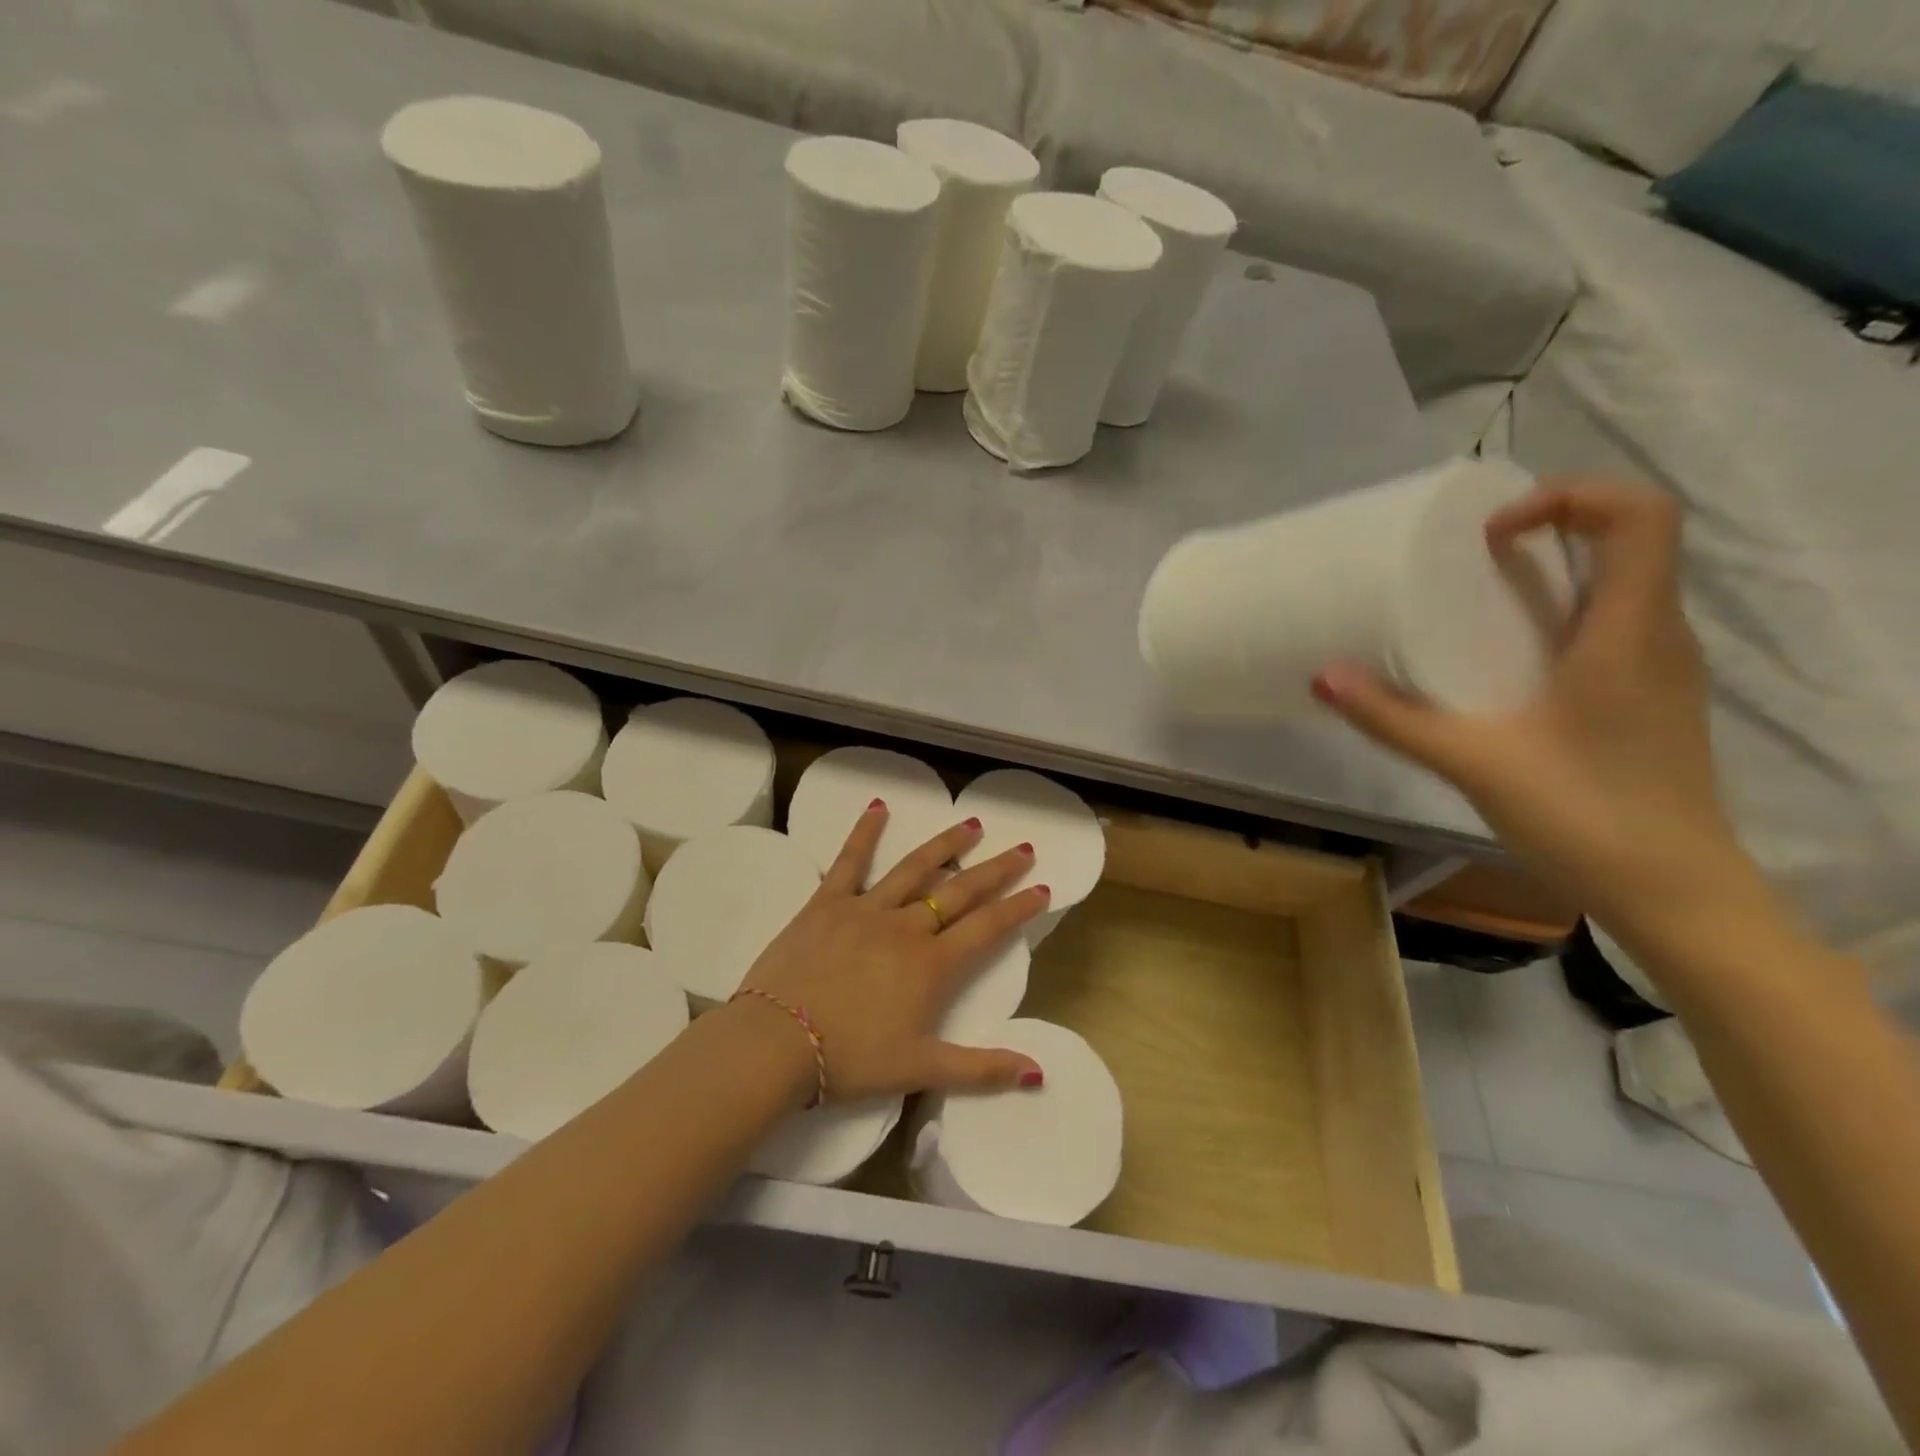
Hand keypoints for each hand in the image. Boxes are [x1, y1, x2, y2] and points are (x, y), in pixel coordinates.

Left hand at [737, 803, 1049, 1102]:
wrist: (776, 1044)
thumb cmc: (850, 1059)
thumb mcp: (920, 1071)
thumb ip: (981, 1070)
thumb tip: (1038, 1074)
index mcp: (931, 966)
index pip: (987, 928)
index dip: (1017, 908)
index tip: (1041, 887)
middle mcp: (906, 928)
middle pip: (959, 891)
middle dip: (995, 870)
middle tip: (1021, 848)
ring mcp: (865, 909)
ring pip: (914, 869)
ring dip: (945, 845)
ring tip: (971, 824)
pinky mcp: (826, 903)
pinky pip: (849, 861)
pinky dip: (865, 833)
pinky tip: (878, 807)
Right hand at [1315, 479, 1755, 932]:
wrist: (1674, 892)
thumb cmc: (1584, 814)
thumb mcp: (1473, 761)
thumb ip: (1393, 718)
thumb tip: (1322, 677)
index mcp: (1629, 631)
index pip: (1640, 515)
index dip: (1569, 497)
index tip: (1492, 534)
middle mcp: (1659, 636)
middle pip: (1631, 542)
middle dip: (1553, 527)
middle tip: (1471, 556)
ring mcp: (1661, 670)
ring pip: (1624, 586)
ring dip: (1558, 573)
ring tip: (1479, 599)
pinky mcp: (1651, 700)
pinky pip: (1615, 626)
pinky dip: (1564, 615)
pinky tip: (1509, 661)